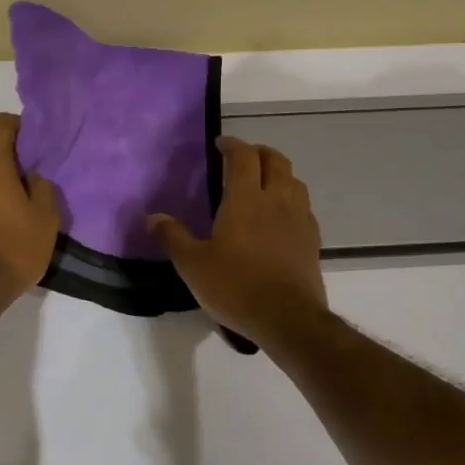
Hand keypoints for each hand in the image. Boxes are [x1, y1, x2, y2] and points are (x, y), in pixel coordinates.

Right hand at [149, 136, 327, 343]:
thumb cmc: (235, 286)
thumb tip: (152, 217)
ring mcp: (299, 219)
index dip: (232, 145)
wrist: (288, 319)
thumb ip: (172, 236)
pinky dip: (292, 200)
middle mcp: (276, 200)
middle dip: (259, 152)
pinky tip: (281, 217)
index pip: (243, 156)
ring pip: (294, 181)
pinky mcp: (312, 241)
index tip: (221, 144)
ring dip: (279, 174)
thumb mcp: (192, 264)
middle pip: (276, 161)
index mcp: (245, 198)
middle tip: (243, 157)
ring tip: (264, 183)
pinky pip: (304, 207)